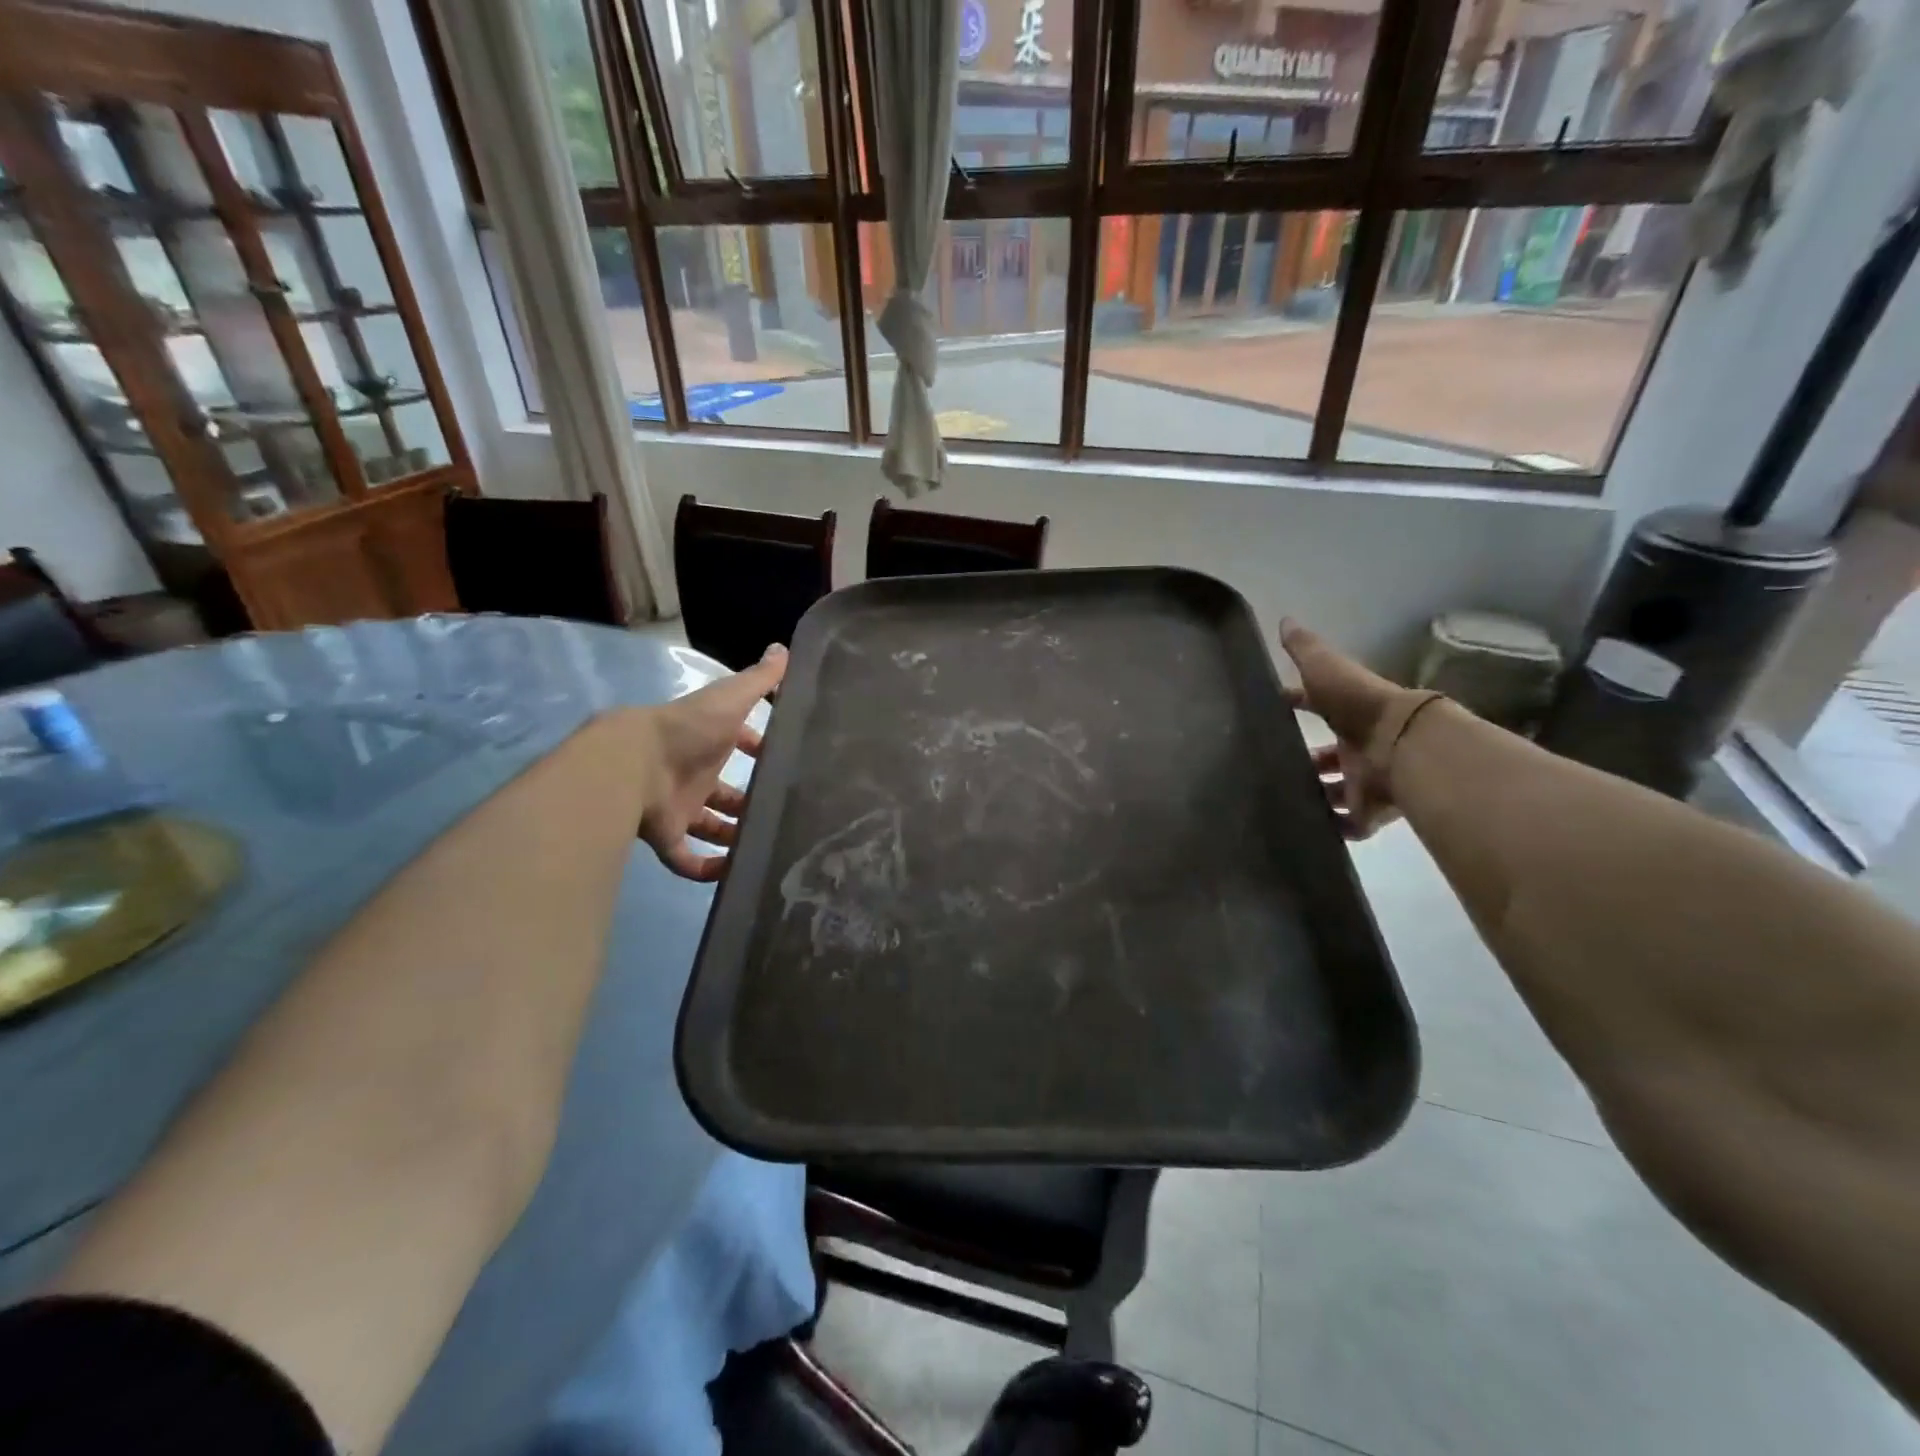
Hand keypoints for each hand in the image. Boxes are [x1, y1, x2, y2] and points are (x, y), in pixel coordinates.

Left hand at [638, 644, 787, 880]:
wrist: (633, 763)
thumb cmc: (688, 729)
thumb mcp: (731, 699)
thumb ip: (760, 680)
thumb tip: (785, 649)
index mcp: (709, 742)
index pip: (738, 743)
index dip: (757, 748)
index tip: (783, 760)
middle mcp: (694, 774)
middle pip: (725, 792)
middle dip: (748, 802)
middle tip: (781, 814)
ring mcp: (678, 807)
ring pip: (708, 827)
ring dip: (732, 837)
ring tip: (765, 847)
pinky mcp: (665, 836)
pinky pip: (686, 860)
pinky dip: (706, 870)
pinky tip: (733, 875)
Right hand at [1279, 619, 1424, 840]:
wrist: (1404, 746)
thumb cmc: (1360, 705)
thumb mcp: (1326, 669)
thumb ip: (1305, 649)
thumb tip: (1284, 619)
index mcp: (1347, 713)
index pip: (1316, 706)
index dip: (1294, 704)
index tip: (1268, 709)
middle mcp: (1358, 746)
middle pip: (1328, 756)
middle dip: (1306, 761)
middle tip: (1272, 767)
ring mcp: (1366, 781)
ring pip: (1337, 791)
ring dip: (1316, 796)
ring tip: (1282, 802)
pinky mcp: (1370, 811)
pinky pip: (1350, 825)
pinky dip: (1332, 828)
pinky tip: (1306, 829)